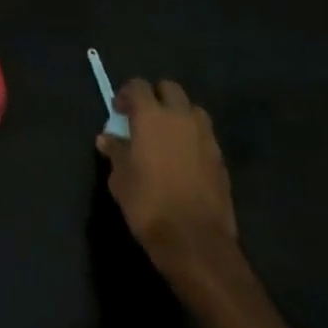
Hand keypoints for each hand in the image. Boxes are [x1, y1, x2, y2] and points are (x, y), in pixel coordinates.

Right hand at [96, 79, 239, 286]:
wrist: (195, 242)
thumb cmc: (148, 204)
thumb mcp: (120, 178)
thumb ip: (115, 151)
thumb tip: (107, 138)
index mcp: (152, 116)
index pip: (138, 86)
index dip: (126, 95)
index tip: (119, 112)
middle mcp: (181, 118)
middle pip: (170, 89)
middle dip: (156, 97)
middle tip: (143, 119)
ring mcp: (205, 138)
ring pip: (192, 110)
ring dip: (178, 115)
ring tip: (166, 137)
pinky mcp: (221, 160)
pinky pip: (205, 136)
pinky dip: (193, 138)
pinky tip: (183, 160)